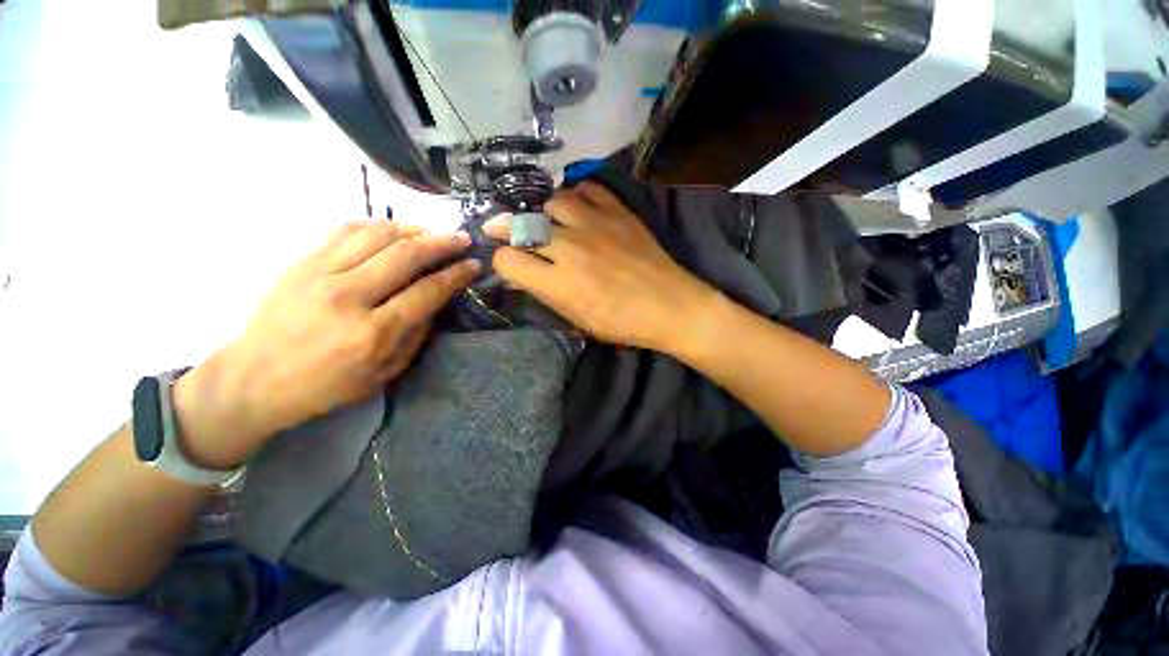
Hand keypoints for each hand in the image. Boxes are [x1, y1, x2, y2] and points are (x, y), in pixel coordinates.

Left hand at [174, 221, 478, 468]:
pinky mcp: (301, 262)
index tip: (473, 264)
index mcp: (374, 332)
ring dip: (413, 228)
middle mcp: (349, 296)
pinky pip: (344, 230)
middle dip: (442, 243)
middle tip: (461, 239)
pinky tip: (391, 230)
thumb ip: (415, 335)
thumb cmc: (326, 385)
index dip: (456, 274)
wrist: (253, 379)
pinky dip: (375, 225)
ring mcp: (321, 274)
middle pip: (406, 254)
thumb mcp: (384, 373)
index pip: (428, 291)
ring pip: (377, 234)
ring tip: (431, 232)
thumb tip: (434, 300)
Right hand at [484, 182, 717, 351]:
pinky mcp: (617, 211)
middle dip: (508, 230)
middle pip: (522, 226)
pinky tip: (578, 208)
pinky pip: (587, 188)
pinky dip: (576, 195)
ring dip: (544, 213)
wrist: (670, 305)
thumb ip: (544, 295)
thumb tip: (517, 276)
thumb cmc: (622, 323)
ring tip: (550, 223)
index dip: (502, 262)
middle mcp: (570, 247)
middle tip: (509, 233)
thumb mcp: (578, 319)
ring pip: (551, 201)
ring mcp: (595, 224)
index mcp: (559, 283)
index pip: (507, 259)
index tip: (510, 265)